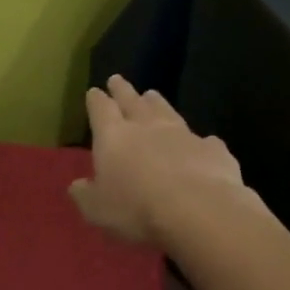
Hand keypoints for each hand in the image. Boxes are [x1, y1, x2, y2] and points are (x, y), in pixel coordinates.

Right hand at [69, 75, 248, 247]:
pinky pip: (203, 140)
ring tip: (152, 94)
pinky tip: (202, 142)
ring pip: (167, 111)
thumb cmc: (136, 209)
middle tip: (117, 79)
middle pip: (133, 101)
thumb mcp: (98, 210)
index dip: (96, 101)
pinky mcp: (213, 150)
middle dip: (123, 90)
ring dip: (157, 103)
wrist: (198, 210)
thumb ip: (86, 195)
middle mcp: (147, 127)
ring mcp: (183, 135)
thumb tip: (77, 185)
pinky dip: (198, 140)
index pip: (101, 110)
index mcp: (114, 137)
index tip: (94, 91)